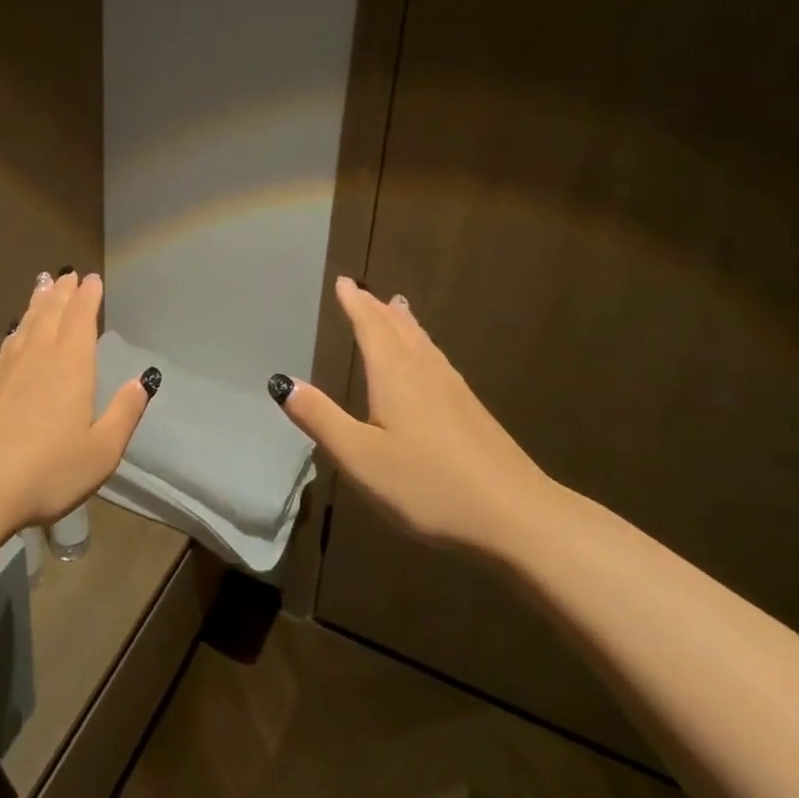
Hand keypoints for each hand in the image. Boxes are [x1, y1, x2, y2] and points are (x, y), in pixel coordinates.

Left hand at [0, 270, 155, 531]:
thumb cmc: (47, 472)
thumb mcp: (101, 452)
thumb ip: (124, 414)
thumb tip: (143, 381)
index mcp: (71, 367)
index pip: (81, 319)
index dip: (87, 298)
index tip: (91, 279)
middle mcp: (36, 358)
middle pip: (50, 314)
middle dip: (61, 293)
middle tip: (66, 275)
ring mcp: (2, 370)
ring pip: (23, 327)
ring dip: (35, 305)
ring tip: (41, 288)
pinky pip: (2, 350)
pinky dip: (12, 336)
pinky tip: (11, 339)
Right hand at [274, 277, 551, 554]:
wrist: (516, 516)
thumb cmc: (428, 485)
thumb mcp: (360, 457)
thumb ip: (320, 418)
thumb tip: (282, 381)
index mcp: (394, 376)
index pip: (370, 327)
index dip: (355, 303)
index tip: (344, 281)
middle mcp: (425, 373)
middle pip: (399, 329)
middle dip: (377, 308)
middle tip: (362, 291)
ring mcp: (454, 391)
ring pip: (423, 343)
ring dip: (404, 323)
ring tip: (396, 308)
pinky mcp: (472, 412)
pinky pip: (438, 360)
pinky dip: (423, 345)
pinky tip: (429, 362)